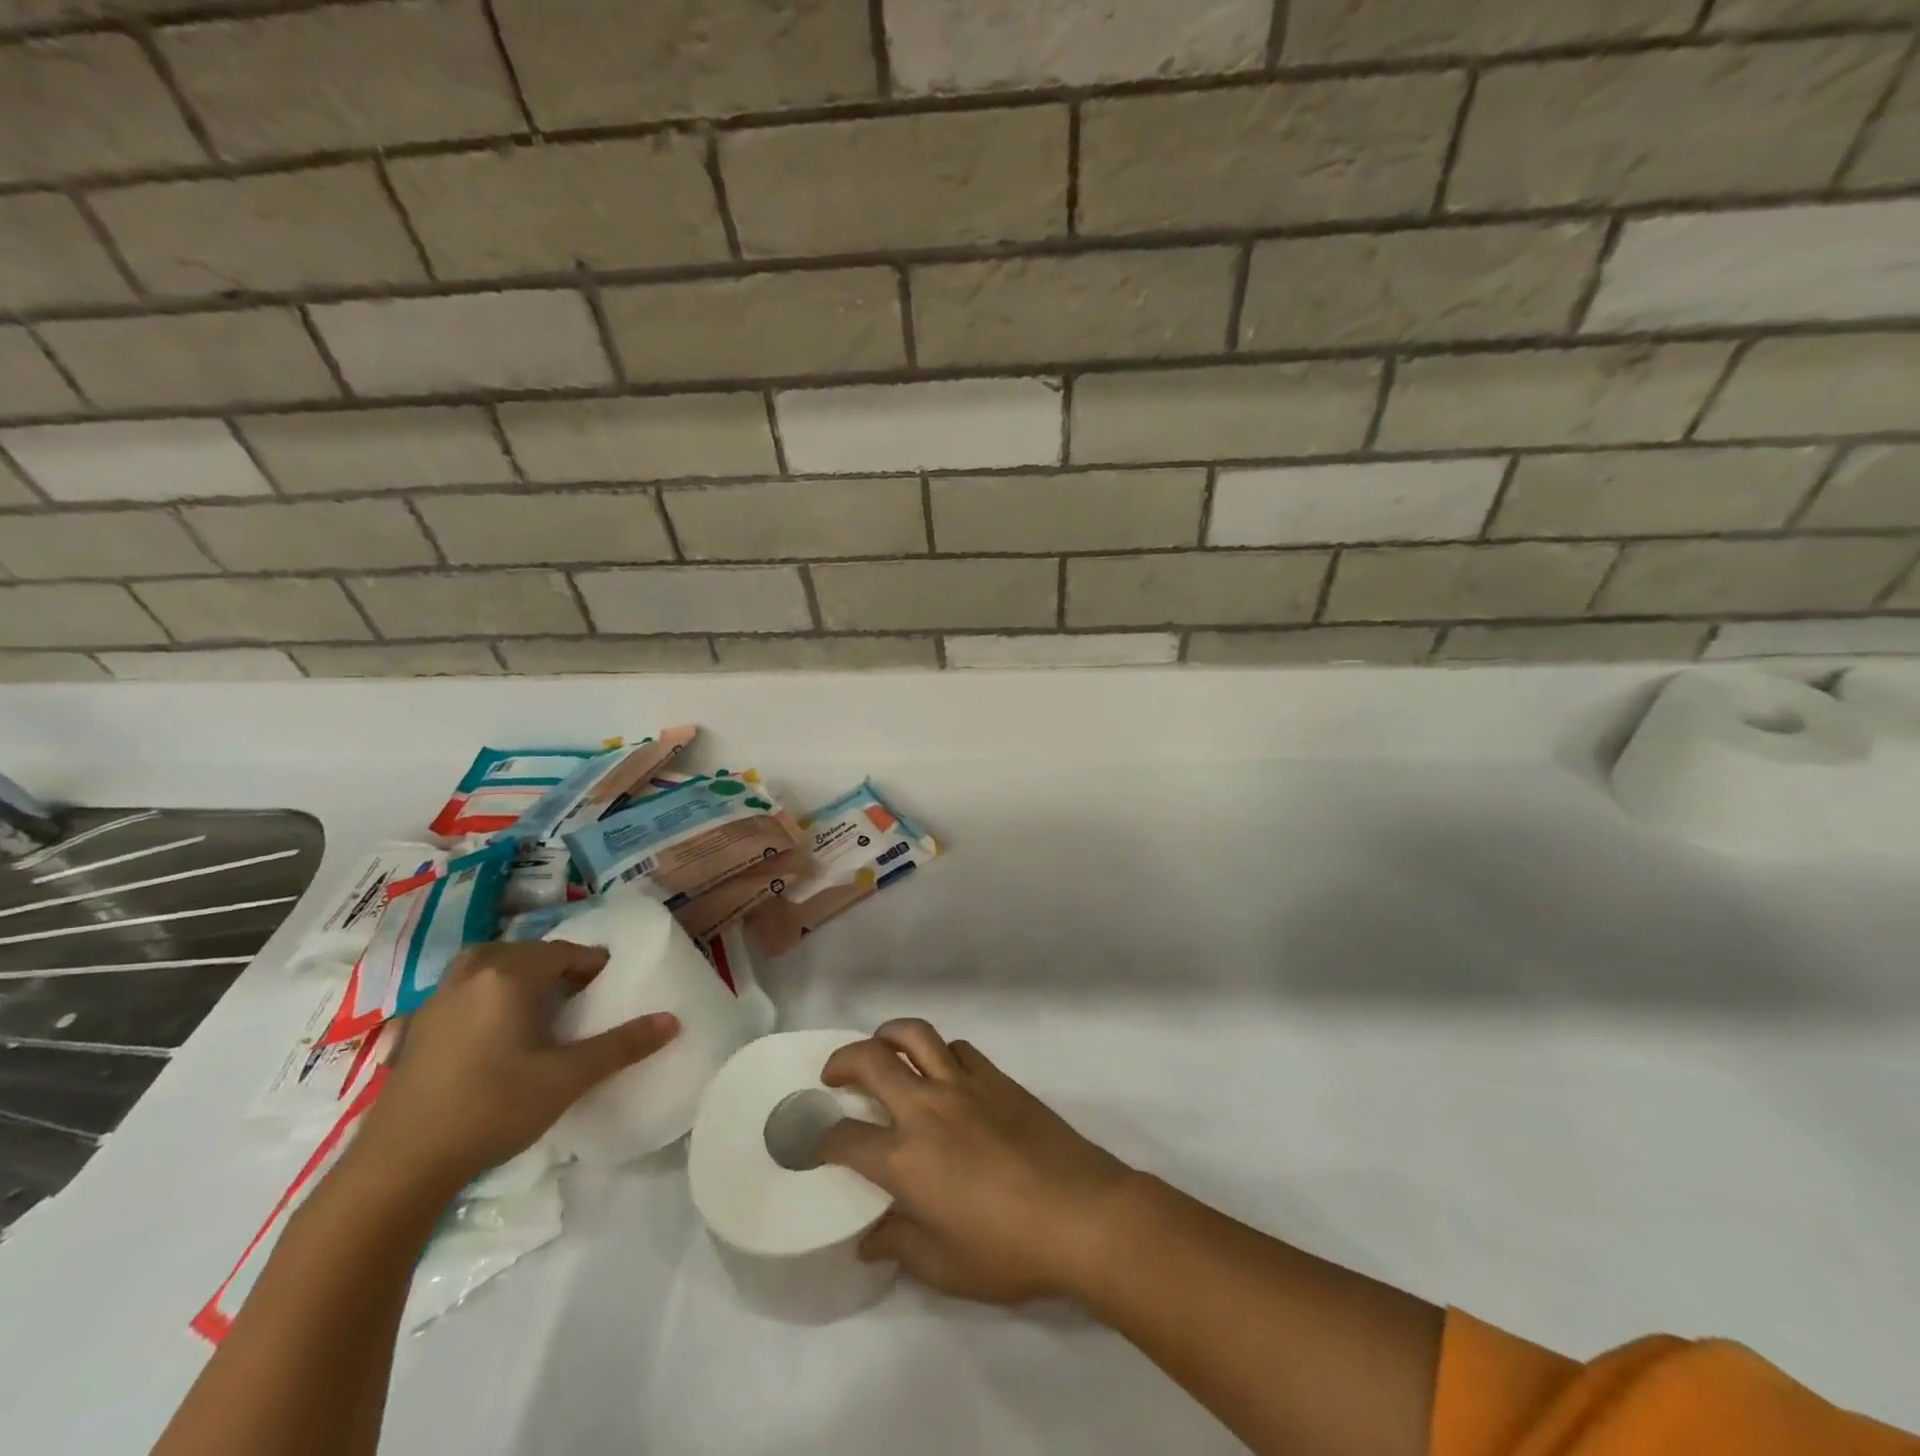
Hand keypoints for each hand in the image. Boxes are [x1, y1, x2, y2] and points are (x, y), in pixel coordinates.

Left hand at [349, 941, 678, 1197]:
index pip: (564, 953)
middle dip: (555, 967)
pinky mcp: (415, 1030)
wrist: (398, 1168)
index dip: (593, 965)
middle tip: (579, 996)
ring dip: (518, 977)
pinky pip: (463, 992)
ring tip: (539, 1008)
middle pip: (524, 953)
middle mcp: (470, 975)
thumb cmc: (492, 1109)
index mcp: (508, 975)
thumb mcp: (567, 1078)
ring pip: (488, 968)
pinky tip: (494, 1033)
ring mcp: (436, 1001)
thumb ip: (622, 1045)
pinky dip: (487, 996)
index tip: (610, 986)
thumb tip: (673, 1020)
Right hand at [817, 1019, 1134, 1305]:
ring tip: (880, 1048)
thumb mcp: (945, 1267)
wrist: (1081, 1213)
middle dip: (841, 1062)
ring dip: (888, 1035)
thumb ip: (900, 1245)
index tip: (815, 1144)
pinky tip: (942, 1070)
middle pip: (871, 1061)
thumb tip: (869, 1238)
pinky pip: (958, 1048)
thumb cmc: (1009, 1250)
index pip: (845, 1139)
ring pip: (915, 1036)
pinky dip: (940, 1051)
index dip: (821, 1140)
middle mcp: (926, 1109)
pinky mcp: (996, 1077)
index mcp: (905, 1159)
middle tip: (833, 1075)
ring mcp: (963, 1085)